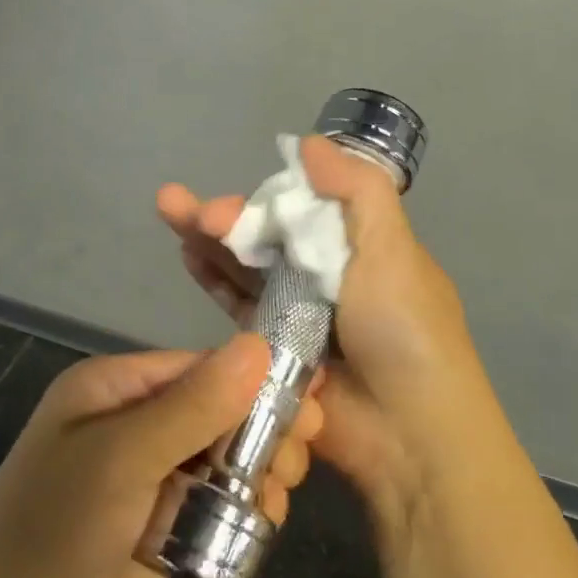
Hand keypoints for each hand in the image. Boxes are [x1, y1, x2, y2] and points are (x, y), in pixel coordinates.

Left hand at [0, 337, 323, 577]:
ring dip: (259, 468)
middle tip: (298, 456)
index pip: (201, 367)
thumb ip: (193, 405)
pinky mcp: (163, 528)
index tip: (310, 401)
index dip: (255, 380)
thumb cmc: (54, 532)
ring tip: (281, 491)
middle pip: (218, 410)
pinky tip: (266, 519)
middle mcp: (135, 424)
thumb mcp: (121, 458)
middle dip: (262, 428)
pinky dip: (245, 507)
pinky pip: (217, 502)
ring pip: (224, 457)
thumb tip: (259, 345)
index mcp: (115, 388)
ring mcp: (150, 478)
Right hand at [158, 135, 487, 528]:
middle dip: (227, 216)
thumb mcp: (393, 250)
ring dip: (210, 239)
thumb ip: (357, 191)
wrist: (408, 434)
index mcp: (361, 246)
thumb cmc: (404, 331)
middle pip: (267, 235)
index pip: (305, 206)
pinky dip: (214, 279)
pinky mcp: (273, 350)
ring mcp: (298, 314)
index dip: (266, 196)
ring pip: (246, 266)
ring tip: (169, 211)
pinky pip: (239, 306)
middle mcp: (327, 274)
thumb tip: (309, 142)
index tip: (237, 191)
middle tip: (181, 206)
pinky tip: (187, 254)